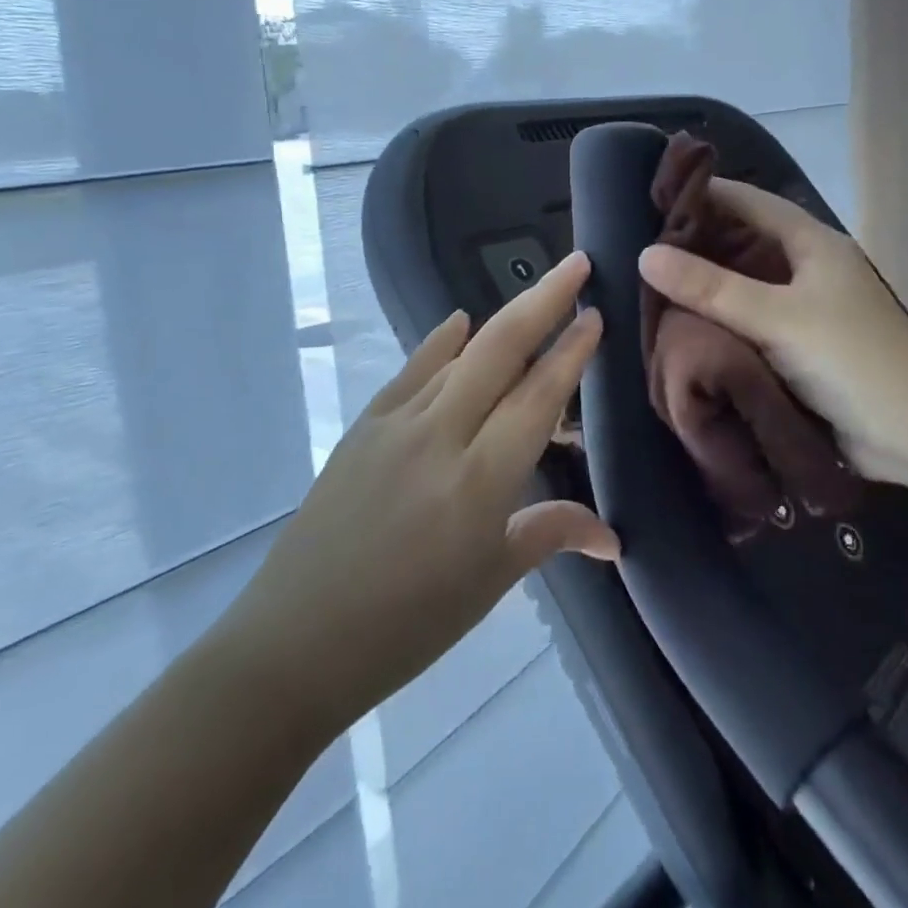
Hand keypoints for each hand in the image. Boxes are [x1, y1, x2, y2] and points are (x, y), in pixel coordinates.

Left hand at [216, 251, 617, 739]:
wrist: (294, 644)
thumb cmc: (408, 624)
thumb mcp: (490, 581)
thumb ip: (552, 534)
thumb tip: (612, 538)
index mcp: (480, 480)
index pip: (538, 396)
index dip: (572, 352)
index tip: (596, 314)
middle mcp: (440, 436)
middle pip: (501, 349)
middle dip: (545, 299)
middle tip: (579, 263)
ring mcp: (396, 425)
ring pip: (461, 355)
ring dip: (503, 321)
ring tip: (537, 296)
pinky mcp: (363, 428)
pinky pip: (412, 372)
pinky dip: (440, 342)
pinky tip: (459, 320)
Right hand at [638, 182, 907, 486]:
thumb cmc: (853, 360)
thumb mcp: (779, 318)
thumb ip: (712, 288)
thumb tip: (645, 255)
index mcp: (812, 244)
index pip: (748, 201)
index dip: (703, 194)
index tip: (650, 197)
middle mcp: (808, 268)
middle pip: (744, 241)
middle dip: (697, 242)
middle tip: (639, 244)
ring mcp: (806, 309)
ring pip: (745, 284)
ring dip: (706, 284)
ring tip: (649, 282)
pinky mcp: (801, 346)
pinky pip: (751, 321)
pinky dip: (720, 319)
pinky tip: (684, 324)